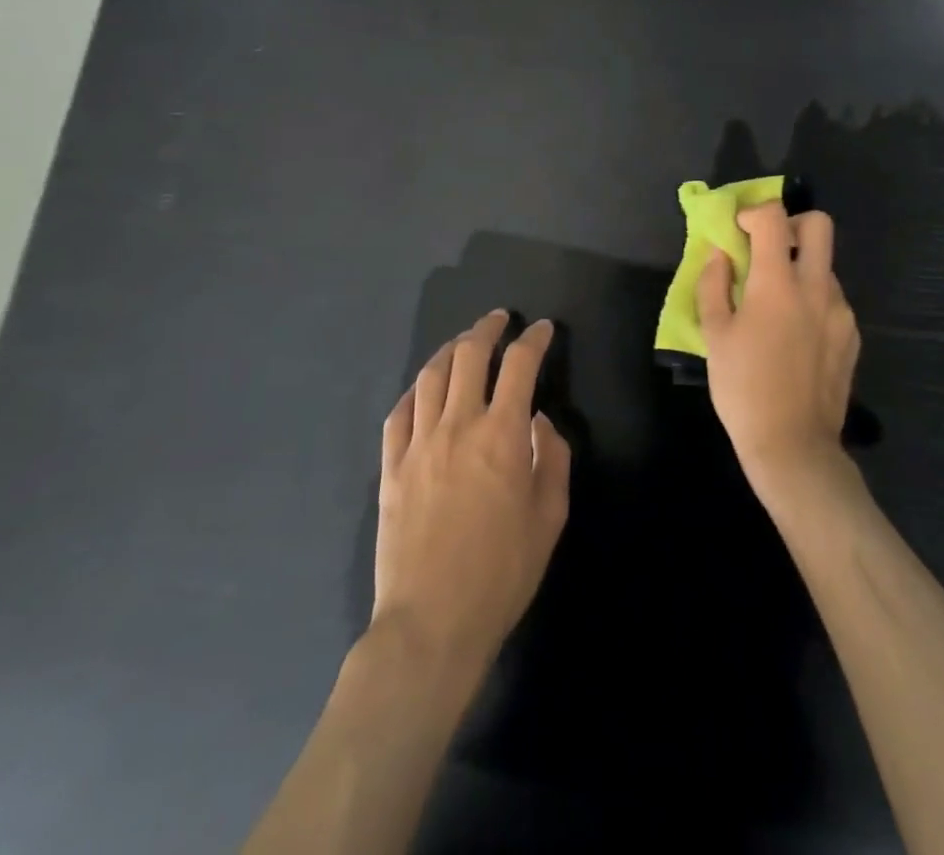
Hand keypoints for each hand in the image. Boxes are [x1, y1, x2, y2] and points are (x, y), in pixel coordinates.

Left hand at [373, 312, 571, 673]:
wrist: (432, 623)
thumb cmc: (502, 572)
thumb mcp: (550, 516)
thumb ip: (553, 457)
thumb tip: (540, 421)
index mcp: (503, 434)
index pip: (520, 365)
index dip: (534, 339)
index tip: (542, 329)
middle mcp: (458, 425)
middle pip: (469, 356)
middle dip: (487, 329)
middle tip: (499, 319)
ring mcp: (418, 443)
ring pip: (431, 376)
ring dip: (451, 350)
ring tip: (463, 343)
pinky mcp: (391, 466)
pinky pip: (400, 412)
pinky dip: (416, 389)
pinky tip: (424, 387)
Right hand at [697, 202, 861, 496]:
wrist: (793, 445)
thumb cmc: (743, 388)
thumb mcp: (715, 335)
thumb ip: (714, 285)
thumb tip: (720, 254)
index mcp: (778, 284)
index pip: (774, 218)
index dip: (753, 213)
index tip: (738, 230)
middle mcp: (816, 287)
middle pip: (819, 225)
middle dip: (792, 224)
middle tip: (768, 249)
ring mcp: (840, 311)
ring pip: (825, 265)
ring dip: (800, 268)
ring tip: (776, 304)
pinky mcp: (852, 334)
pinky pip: (832, 299)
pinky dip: (812, 299)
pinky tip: (795, 334)